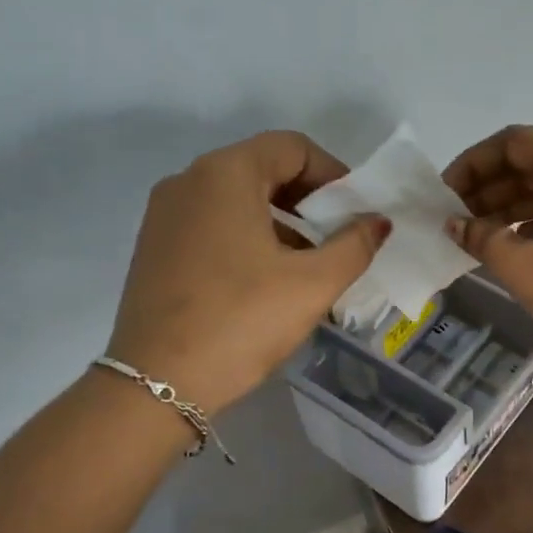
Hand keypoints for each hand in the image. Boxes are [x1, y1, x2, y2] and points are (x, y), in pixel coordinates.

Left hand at [108, 131, 387, 412]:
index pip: (292, 148)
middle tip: (337, 236)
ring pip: (236, 198)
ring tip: (307, 263)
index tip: (356, 212)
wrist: (156, 384)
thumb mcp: (312, 285)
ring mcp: (164, 214)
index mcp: (225, 174)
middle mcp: (188, 181)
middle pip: (262, 168)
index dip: (334, 174)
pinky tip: (265, 279)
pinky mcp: (154, 247)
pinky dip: (246, 236)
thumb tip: (378, 222)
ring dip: (279, 219)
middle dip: (307, 198)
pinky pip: (211, 223)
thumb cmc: (241, 322)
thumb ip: (354, 246)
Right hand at [442, 125, 532, 378]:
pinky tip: (512, 246)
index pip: (513, 142)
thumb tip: (454, 224)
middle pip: (532, 161)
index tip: (444, 194)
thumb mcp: (525, 267)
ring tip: (475, 235)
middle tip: (454, 218)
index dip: (473, 163)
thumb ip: (482, 238)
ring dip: (510, 206)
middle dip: (489, 186)